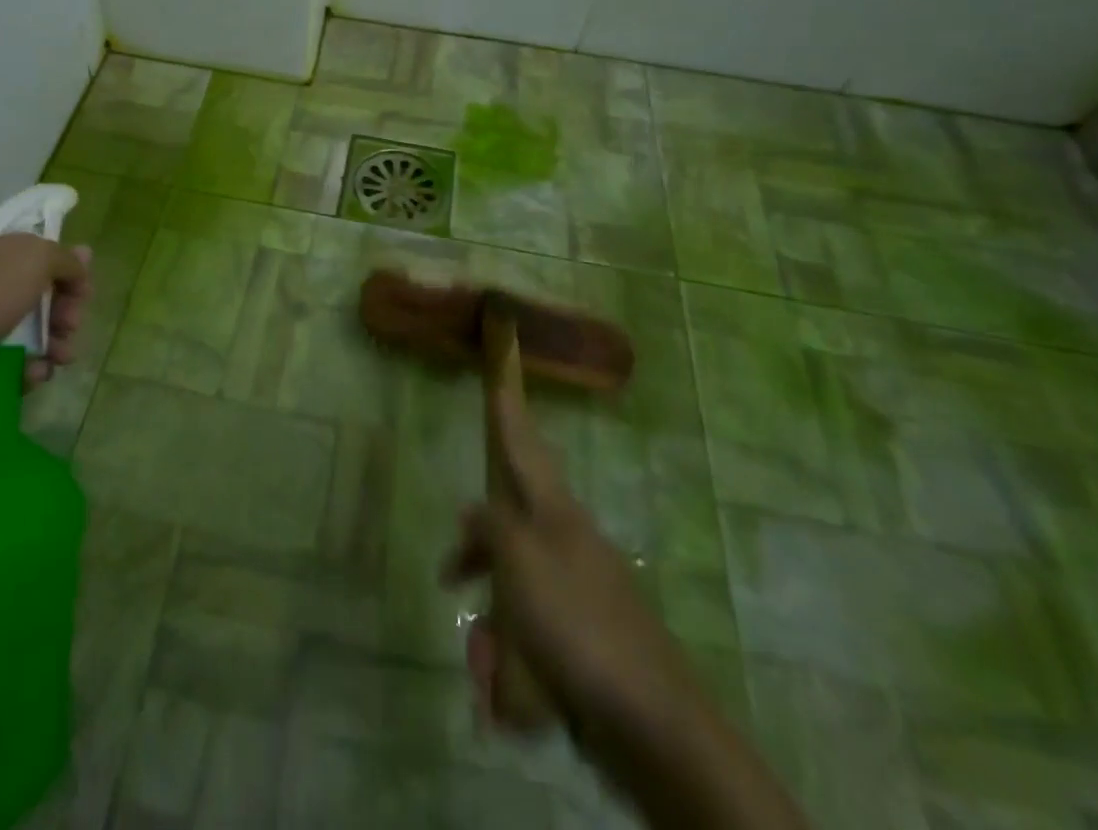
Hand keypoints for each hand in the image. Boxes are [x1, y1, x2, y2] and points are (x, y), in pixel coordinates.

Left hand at [0, 229, 91, 435]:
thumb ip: (62, 258)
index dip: (61, 266)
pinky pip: (0, 363)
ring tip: (62, 359)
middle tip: (72, 326)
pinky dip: (23, 369)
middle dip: (61, 309)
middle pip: (30, 290)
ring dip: (49, 342)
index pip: (29, 247)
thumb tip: (81, 260)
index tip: (82, 290)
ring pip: (19, 329)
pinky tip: (33, 377)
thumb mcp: (29, 259)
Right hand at [442, 388, 704, 757]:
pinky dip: (514, 658)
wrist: (649, 720)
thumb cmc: (575, 623)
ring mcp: (580, 591)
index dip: (509, 414)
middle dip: (476, 556)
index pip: (525, 449)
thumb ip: (491, 526)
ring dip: (492, 622)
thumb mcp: (519, 561)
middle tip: (449, 575)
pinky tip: (508, 691)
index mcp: (556, 514)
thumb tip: (474, 510)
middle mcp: (568, 543)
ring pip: (515, 588)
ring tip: (486, 665)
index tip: (503, 376)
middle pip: (509, 528)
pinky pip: (532, 634)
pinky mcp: (585, 639)